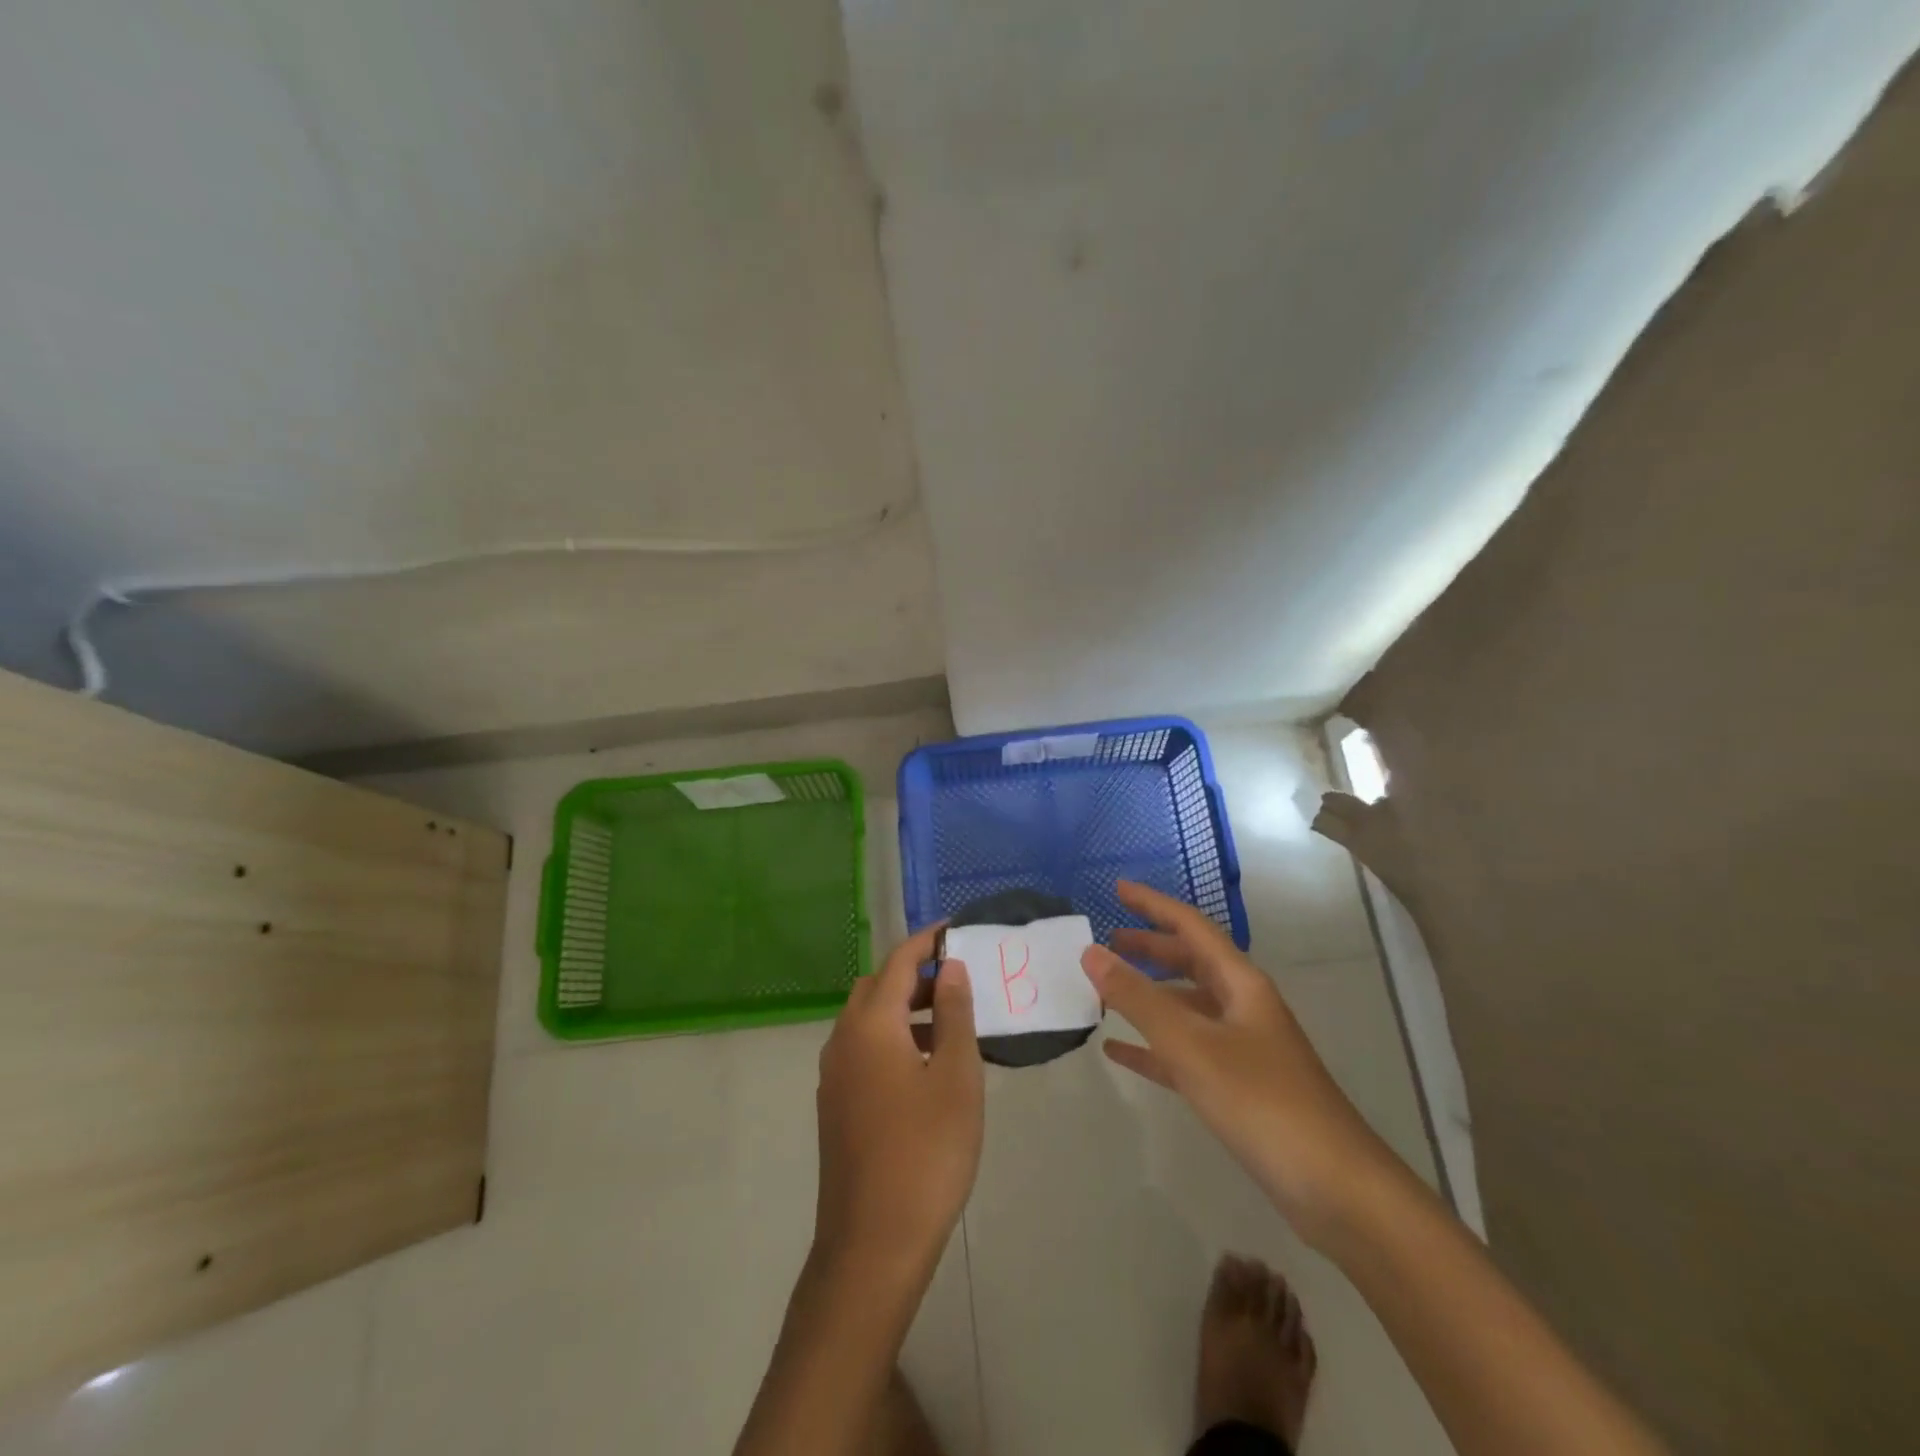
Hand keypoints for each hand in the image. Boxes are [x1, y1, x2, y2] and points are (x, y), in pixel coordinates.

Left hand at [813, 925, 982, 1281]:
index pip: (898, 962)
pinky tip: (922, 1066)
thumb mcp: (956, 1076)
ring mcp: (833, 1076)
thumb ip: (953, 1014)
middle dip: (913, 974)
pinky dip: (890, 1038)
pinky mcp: (834, 1107)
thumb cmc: (926, 1152)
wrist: (873, 1244)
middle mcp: (842, 1041)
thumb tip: (949, 968)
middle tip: (956, 979)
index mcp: (870, 1025)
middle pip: (876, 987)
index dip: (926, 941)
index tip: (954, 928)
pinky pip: (862, 1050)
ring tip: (947, 1022)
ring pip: (866, 1020)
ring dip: (902, 1008)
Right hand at [1081, 881, 1398, 1248]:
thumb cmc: (1262, 1101)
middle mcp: (1242, 1006)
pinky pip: (1185, 1052)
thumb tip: (1091, 952)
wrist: (1334, 1188)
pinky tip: (1119, 1051)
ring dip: (1148, 995)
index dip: (1153, 905)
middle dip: (1149, 948)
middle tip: (1106, 940)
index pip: (1191, 927)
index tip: (1117, 889)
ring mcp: (1242, 1048)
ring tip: (1106, 991)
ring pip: (1186, 1006)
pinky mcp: (1238, 1087)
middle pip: (1190, 962)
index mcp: (1240, 983)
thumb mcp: (1191, 1044)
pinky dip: (1152, 1046)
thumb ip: (1138, 998)